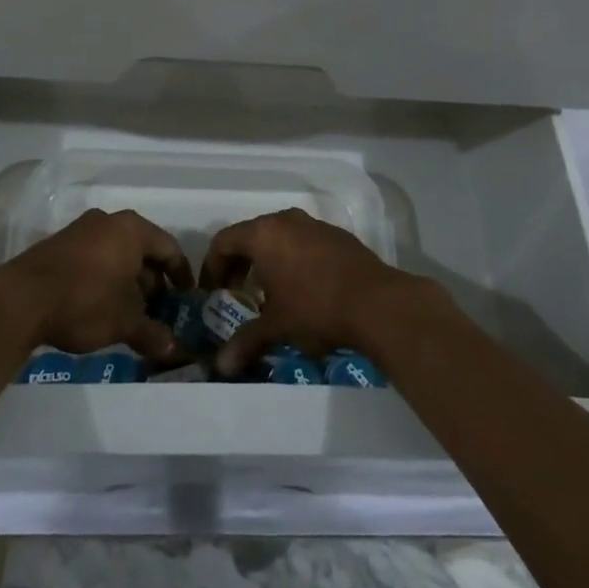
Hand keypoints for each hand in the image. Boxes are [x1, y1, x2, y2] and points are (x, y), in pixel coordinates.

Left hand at [0, 208, 192, 361]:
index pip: (169, 248)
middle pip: (142, 249)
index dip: (181, 274)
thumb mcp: (124, 322)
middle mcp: (108, 221)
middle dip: (152, 280)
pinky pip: (94, 257)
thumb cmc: (85, 302)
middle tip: (158, 309)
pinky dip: (105, 277)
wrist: (20, 300)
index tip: (186, 297)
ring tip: (130, 312)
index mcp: (131, 230)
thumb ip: (152, 333)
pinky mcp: (58, 244)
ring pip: (116, 253)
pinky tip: (101, 305)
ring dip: (127, 281)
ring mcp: (80, 230)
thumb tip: (172, 348)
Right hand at [200, 208, 422, 376]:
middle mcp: (286, 220)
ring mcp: (314, 225)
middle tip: (236, 294)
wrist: (377, 303)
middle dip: (239, 265)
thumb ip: (245, 342)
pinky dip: (293, 260)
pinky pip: (304, 243)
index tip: (212, 293)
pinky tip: (303, 289)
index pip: (223, 241)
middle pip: (250, 236)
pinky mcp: (337, 236)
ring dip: (267, 262)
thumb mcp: (276, 327)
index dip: (212, 267)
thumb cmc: (315, 309)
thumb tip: (220, 366)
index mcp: (263, 234)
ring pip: (279, 237)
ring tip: (269, 294)